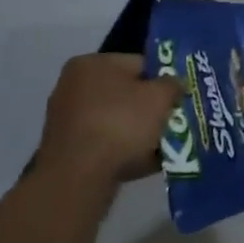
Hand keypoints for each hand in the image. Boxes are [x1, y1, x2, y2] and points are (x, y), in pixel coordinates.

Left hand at [33, 54, 179, 205]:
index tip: (178, 98)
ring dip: (138, 132)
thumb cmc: (120, 124)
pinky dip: (122, 151)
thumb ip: (173, 84)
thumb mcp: (160, 97)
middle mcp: (73, 86)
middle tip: (171, 121)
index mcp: (91, 63)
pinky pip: (103, 144)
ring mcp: (65, 120)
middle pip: (125, 93)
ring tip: (161, 146)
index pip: (139, 64)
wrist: (78, 179)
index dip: (163, 79)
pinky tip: (143, 163)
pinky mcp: (65, 151)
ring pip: (115, 121)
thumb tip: (175, 84)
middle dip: (149, 108)